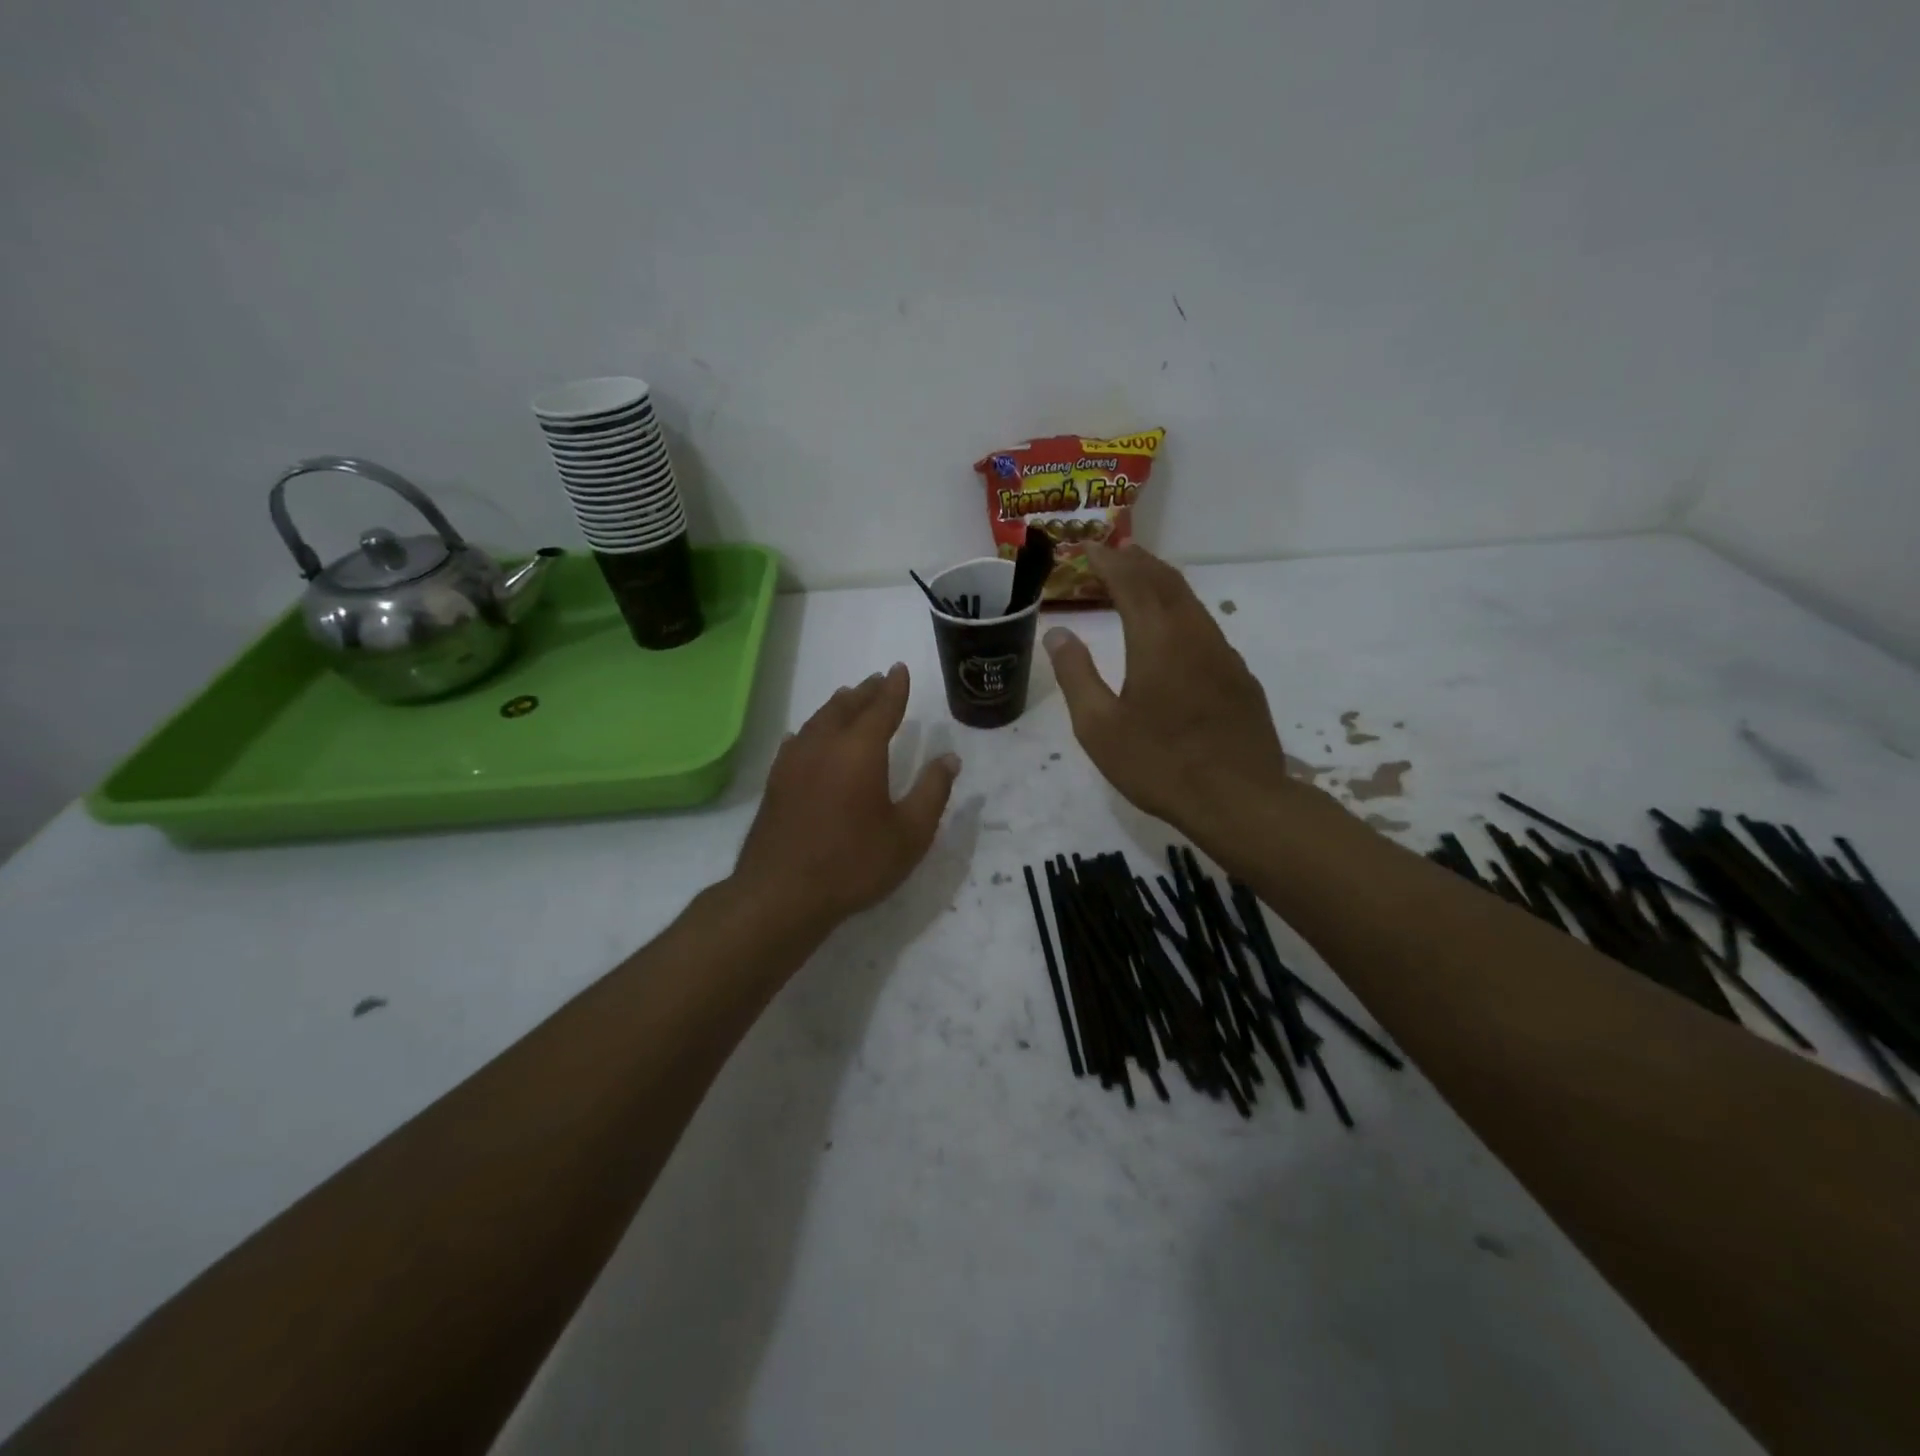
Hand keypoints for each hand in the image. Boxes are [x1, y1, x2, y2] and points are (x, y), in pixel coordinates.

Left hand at [733, 662, 960, 934]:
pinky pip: (797, 740)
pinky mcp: (776, 781)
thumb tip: (949, 758)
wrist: (782, 894)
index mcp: (861, 750)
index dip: (894, 688)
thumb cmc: (854, 864)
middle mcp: (825, 745)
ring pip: (818, 720)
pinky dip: (810, 729)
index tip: (899, 669)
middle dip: (866, 691)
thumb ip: (932, 792)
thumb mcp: (909, 834)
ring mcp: (794, 761)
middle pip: (847, 707)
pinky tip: (806, 735)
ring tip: (848, 697)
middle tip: (878, 680)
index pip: (882, 707)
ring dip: (838, 706)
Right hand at [1043, 542, 1286, 835]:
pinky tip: (1172, 630)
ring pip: (1190, 601)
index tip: (1086, 547)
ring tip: (1139, 578)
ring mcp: (1223, 654)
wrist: (1239, 799)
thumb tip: (1057, 633)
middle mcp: (1194, 634)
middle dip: (1137, 561)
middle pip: (1166, 581)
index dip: (1107, 561)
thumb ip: (1076, 675)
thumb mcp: (1099, 727)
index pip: (1131, 582)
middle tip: (1112, 552)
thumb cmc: (1159, 764)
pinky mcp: (1239, 676)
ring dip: (1161, 582)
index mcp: (1157, 640)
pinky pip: (1205, 626)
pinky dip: (1180, 610)